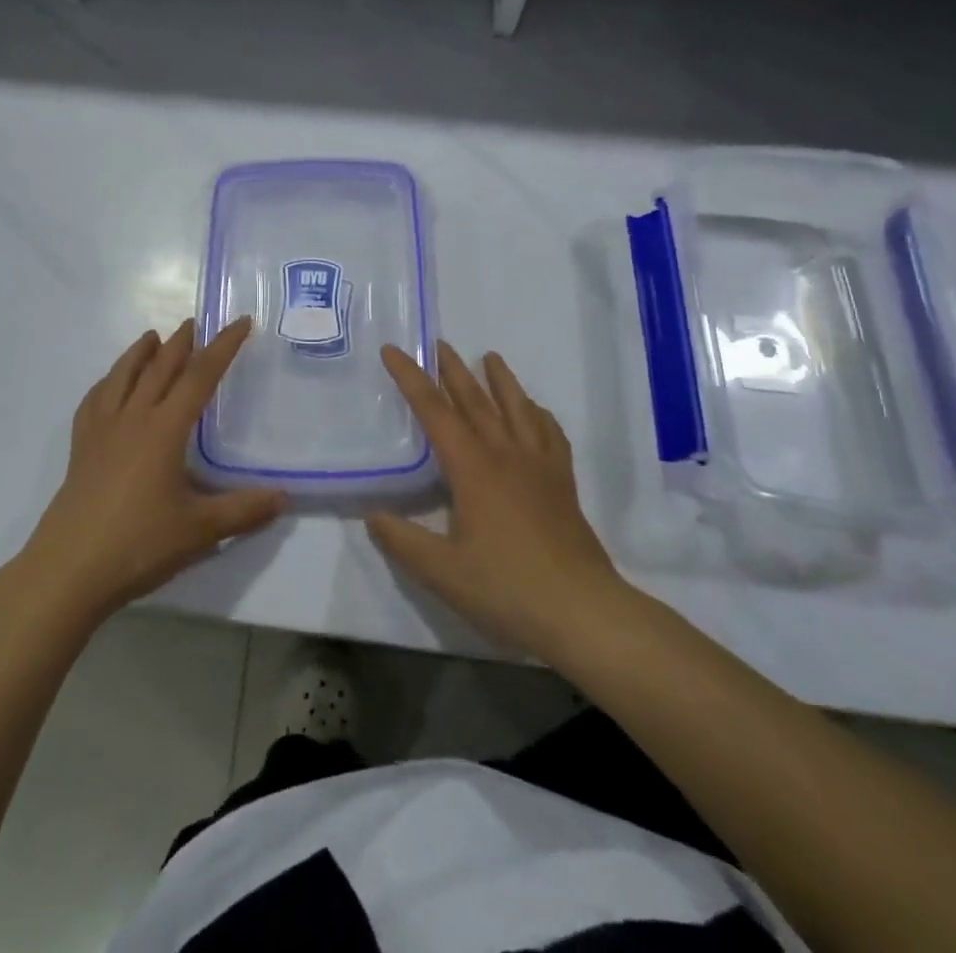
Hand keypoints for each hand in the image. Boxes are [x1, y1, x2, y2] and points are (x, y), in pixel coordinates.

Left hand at [7, 318, 284, 630]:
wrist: (67, 571)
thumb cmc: (137, 545)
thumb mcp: (199, 531)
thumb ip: (243, 510)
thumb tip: (284, 496)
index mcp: (164, 429)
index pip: (199, 376)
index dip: (223, 347)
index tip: (240, 322)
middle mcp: (132, 419)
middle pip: (159, 368)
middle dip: (180, 343)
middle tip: (195, 322)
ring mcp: (101, 431)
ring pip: (122, 377)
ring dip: (140, 353)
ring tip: (151, 337)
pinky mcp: (80, 449)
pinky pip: (94, 401)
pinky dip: (107, 382)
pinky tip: (109, 385)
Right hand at [367, 341, 637, 663]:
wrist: (583, 612)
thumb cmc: (507, 589)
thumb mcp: (442, 572)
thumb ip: (402, 541)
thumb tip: (372, 516)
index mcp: (473, 468)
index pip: (434, 411)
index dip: (410, 378)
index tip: (393, 350)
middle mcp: (505, 455)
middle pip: (476, 401)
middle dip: (453, 370)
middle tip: (439, 343)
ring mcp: (539, 467)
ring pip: (517, 409)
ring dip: (501, 380)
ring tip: (491, 357)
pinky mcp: (562, 484)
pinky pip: (550, 435)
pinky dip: (539, 415)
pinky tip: (535, 411)